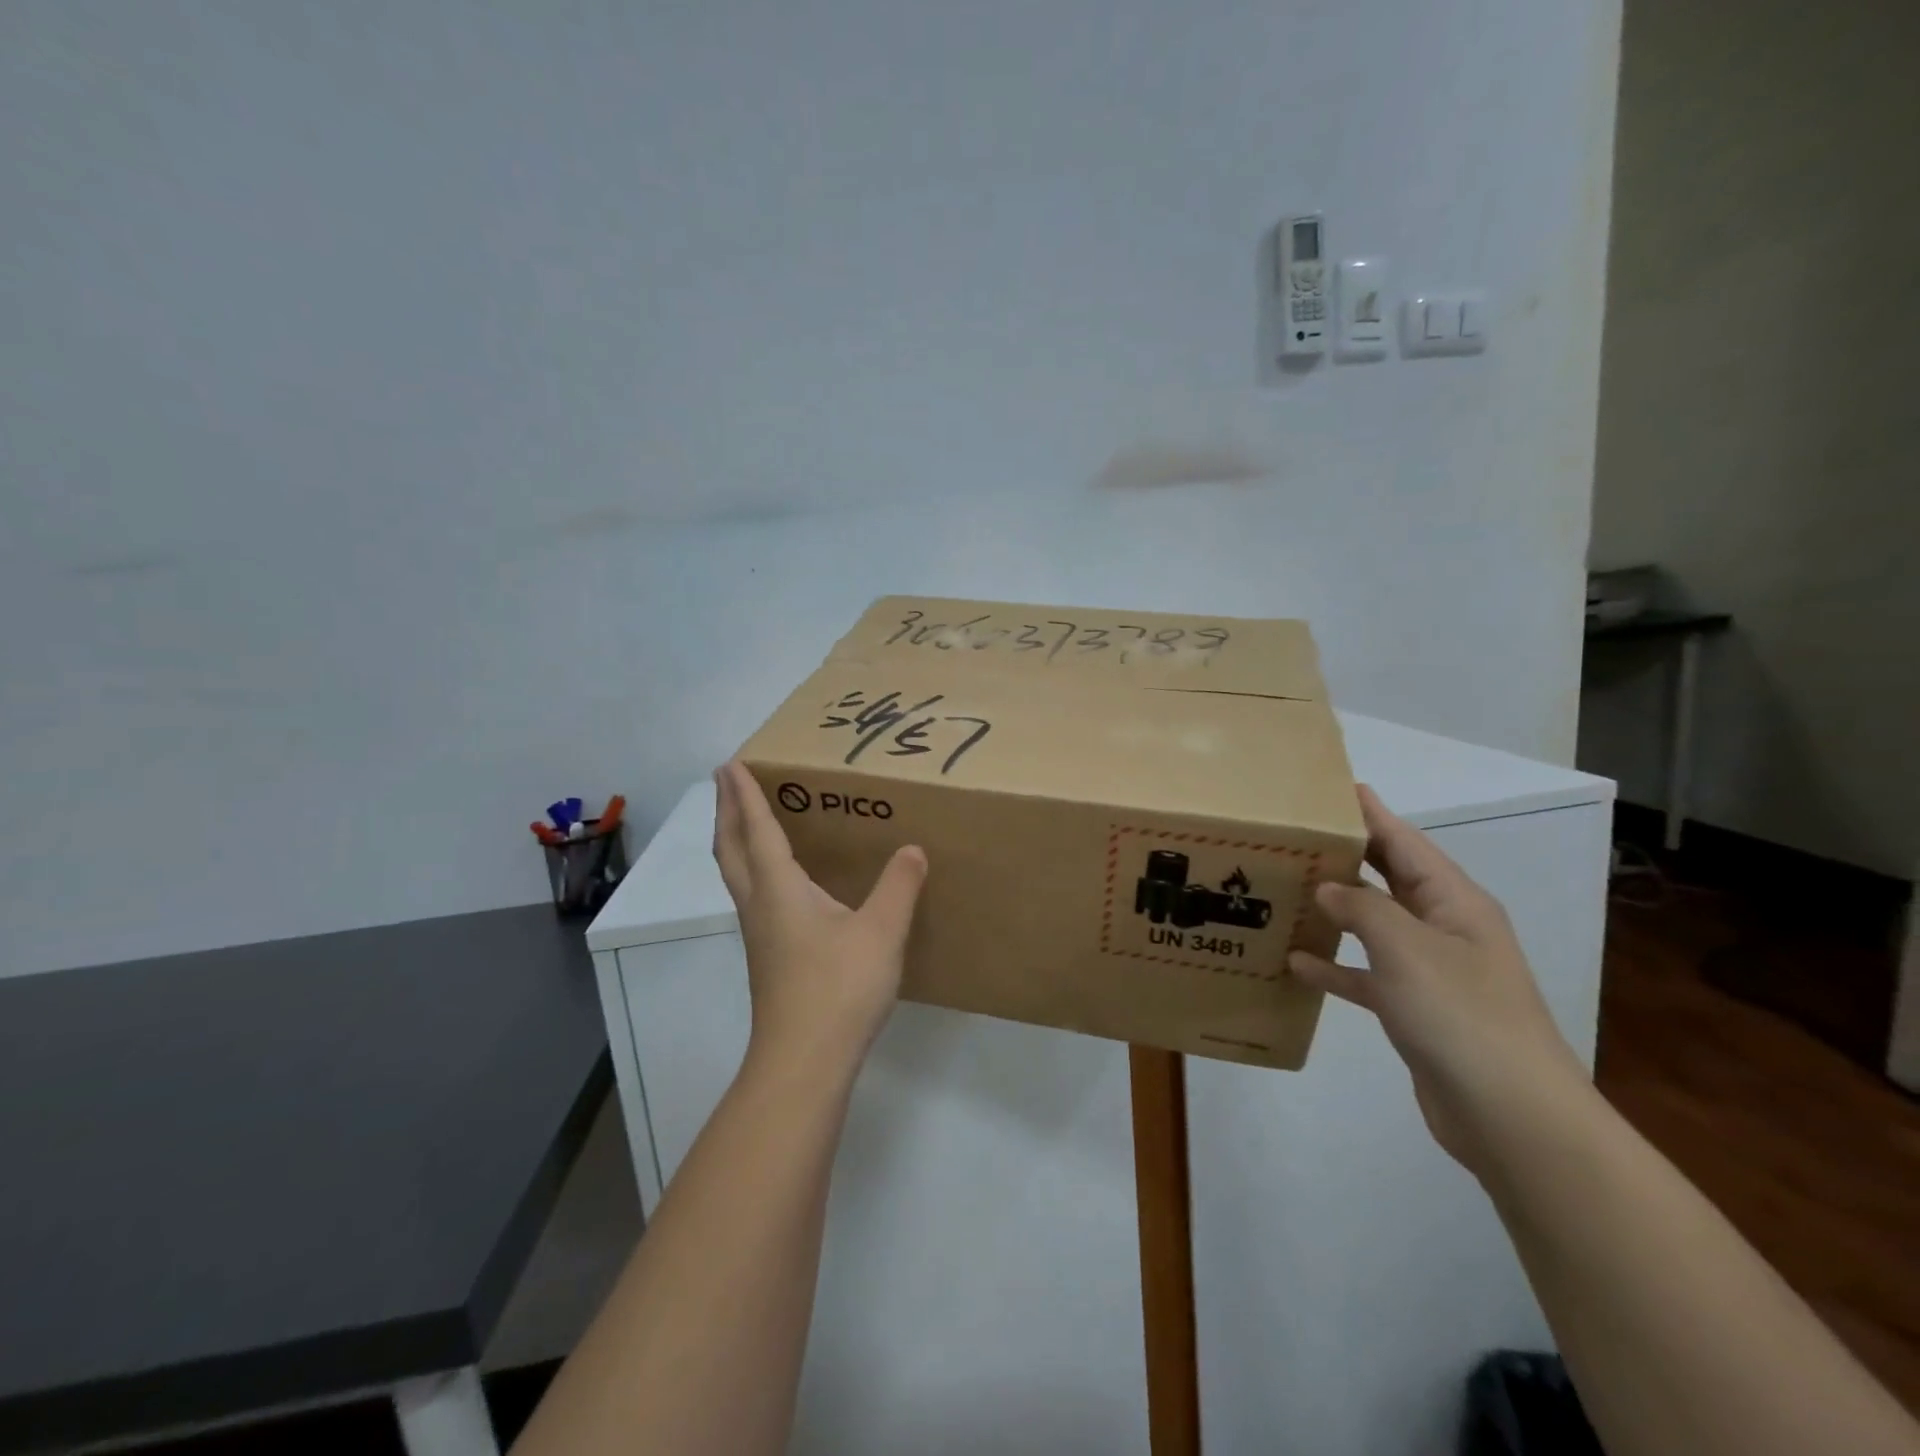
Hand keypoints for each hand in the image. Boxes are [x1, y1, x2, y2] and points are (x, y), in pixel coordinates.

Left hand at [712, 761, 928, 1080]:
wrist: (804, 1062)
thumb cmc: (838, 988)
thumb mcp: (881, 932)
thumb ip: (899, 886)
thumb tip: (913, 849)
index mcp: (779, 888)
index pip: (757, 829)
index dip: (744, 794)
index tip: (730, 764)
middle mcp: (760, 904)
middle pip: (730, 848)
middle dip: (726, 811)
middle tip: (727, 781)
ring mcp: (760, 933)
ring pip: (736, 874)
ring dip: (734, 839)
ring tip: (747, 820)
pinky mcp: (769, 955)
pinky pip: (752, 894)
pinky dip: (753, 867)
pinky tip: (780, 879)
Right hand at [1288, 785, 1587, 1175]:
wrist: (1510, 1114)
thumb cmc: (1461, 1014)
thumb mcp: (1405, 947)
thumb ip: (1361, 907)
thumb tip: (1327, 887)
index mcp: (1454, 902)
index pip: (1405, 842)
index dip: (1371, 814)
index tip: (1333, 787)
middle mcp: (1445, 928)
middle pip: (1390, 879)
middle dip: (1348, 857)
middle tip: (1296, 836)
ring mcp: (1432, 971)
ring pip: (1375, 926)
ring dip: (1335, 910)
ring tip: (1286, 891)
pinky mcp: (1416, 1009)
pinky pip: (1368, 975)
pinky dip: (1336, 967)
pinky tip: (1297, 962)